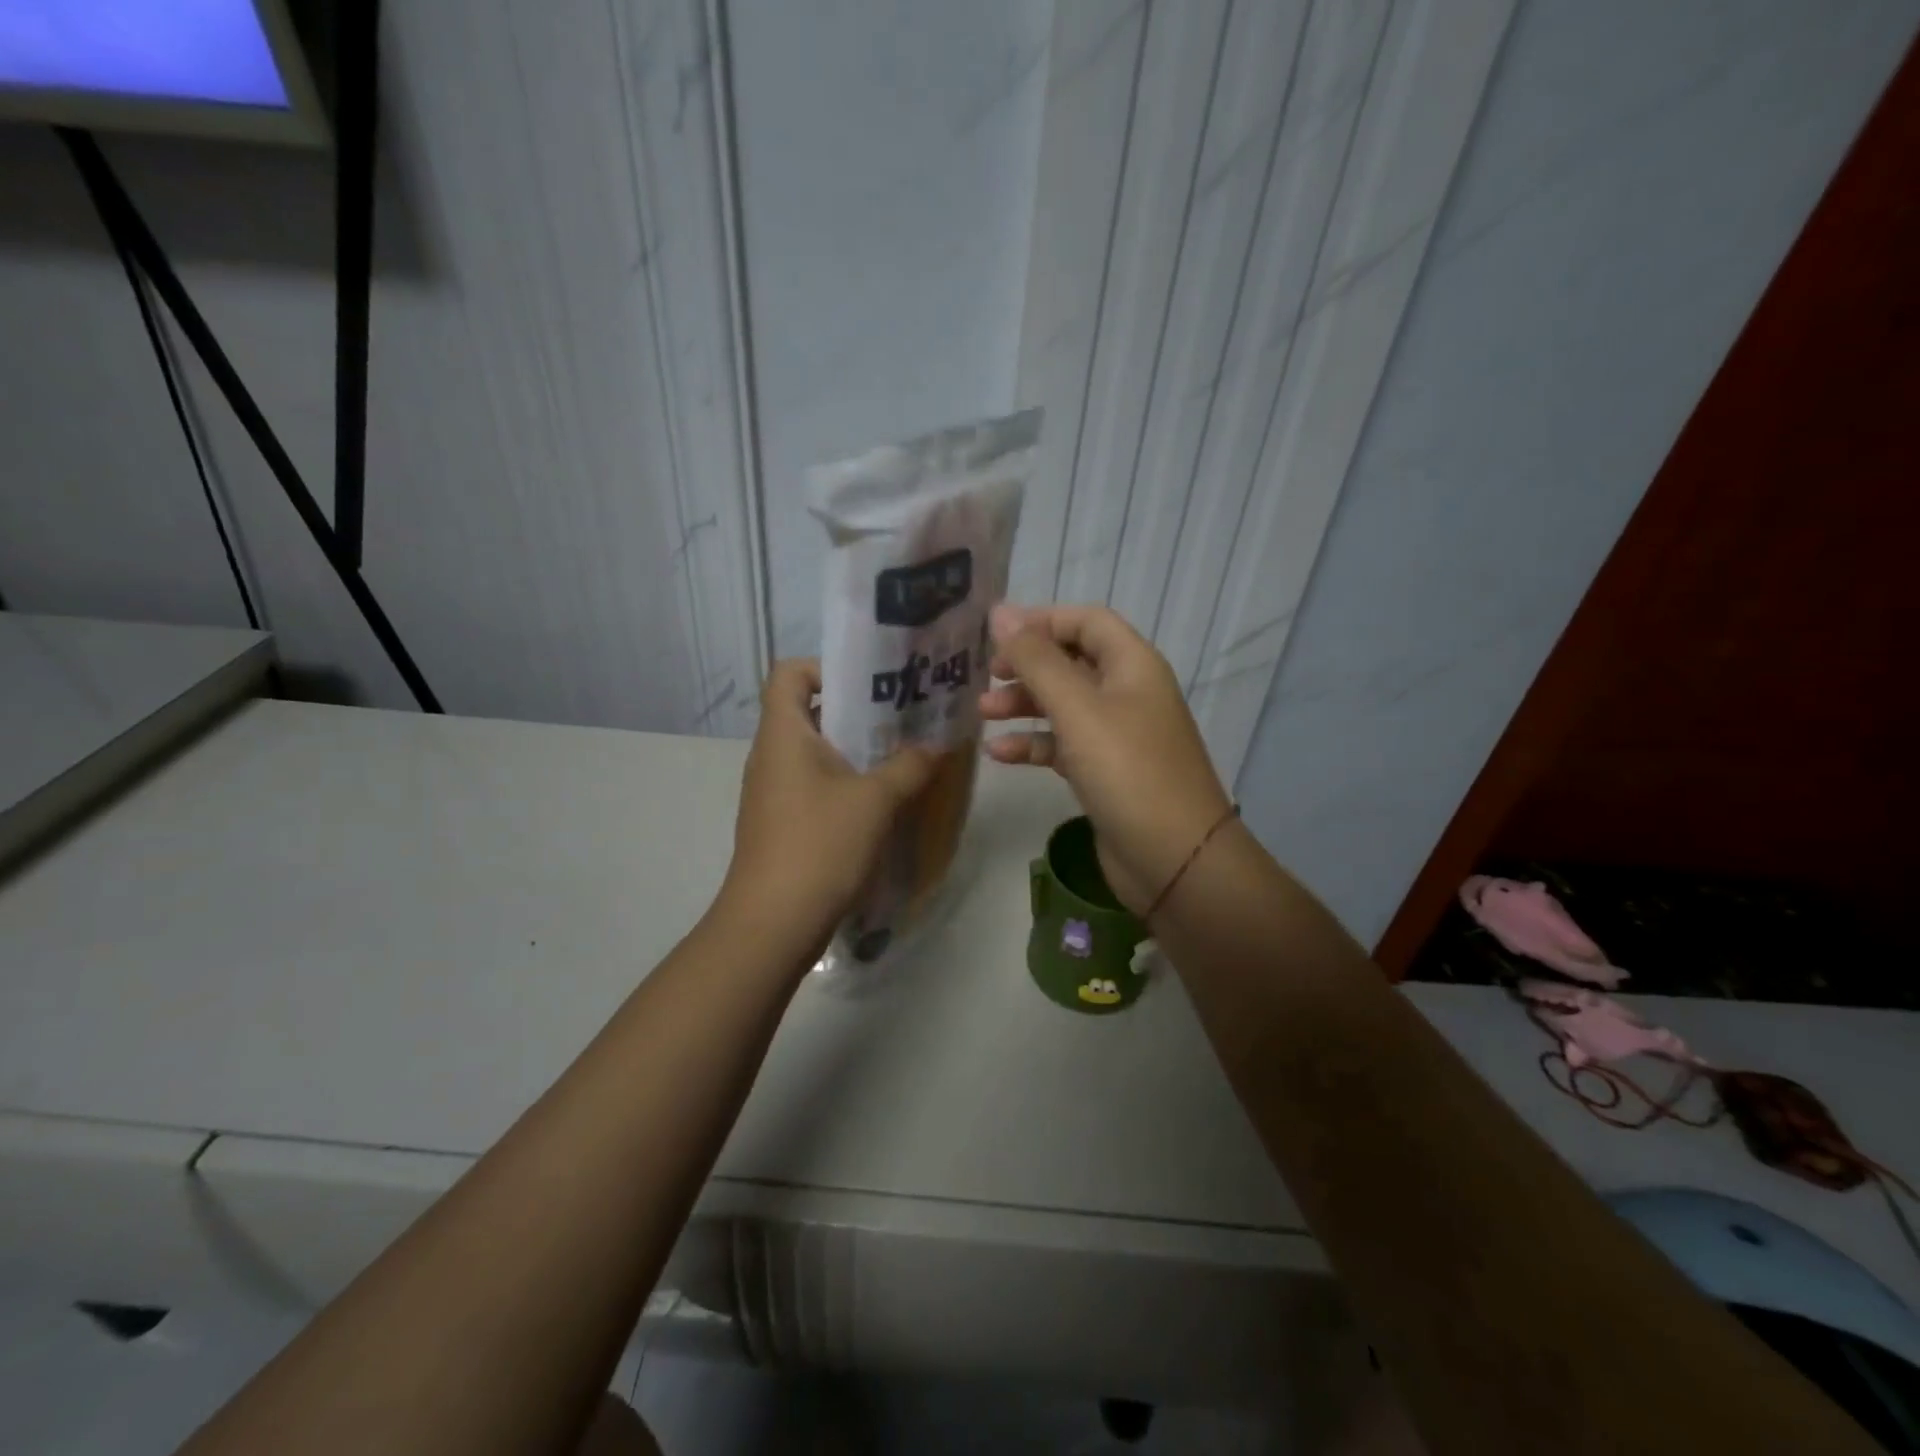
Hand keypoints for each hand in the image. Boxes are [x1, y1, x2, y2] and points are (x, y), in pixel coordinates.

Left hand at [721, 659, 939, 948]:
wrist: (773, 923)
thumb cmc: (820, 845)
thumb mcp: (876, 800)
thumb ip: (910, 765)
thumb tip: (936, 745)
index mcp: (783, 734)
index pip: (790, 672)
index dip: (827, 668)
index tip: (871, 686)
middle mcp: (771, 755)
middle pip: (808, 711)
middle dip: (856, 711)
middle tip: (903, 719)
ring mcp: (772, 792)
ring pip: (815, 752)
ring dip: (855, 750)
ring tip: (900, 757)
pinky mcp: (781, 823)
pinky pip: (814, 785)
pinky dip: (845, 783)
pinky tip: (881, 802)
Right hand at [979, 604, 1231, 915]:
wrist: (1173, 858)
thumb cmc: (1127, 770)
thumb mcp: (1077, 708)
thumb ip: (1036, 659)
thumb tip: (1000, 611)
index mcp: (1133, 665)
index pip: (1087, 621)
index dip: (1043, 620)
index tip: (996, 635)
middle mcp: (1127, 693)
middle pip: (1072, 662)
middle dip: (1027, 666)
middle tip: (987, 676)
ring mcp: (1117, 735)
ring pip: (1064, 706)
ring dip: (1024, 705)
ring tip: (983, 713)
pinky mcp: (1105, 773)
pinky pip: (1063, 746)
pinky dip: (1033, 745)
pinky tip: (998, 754)